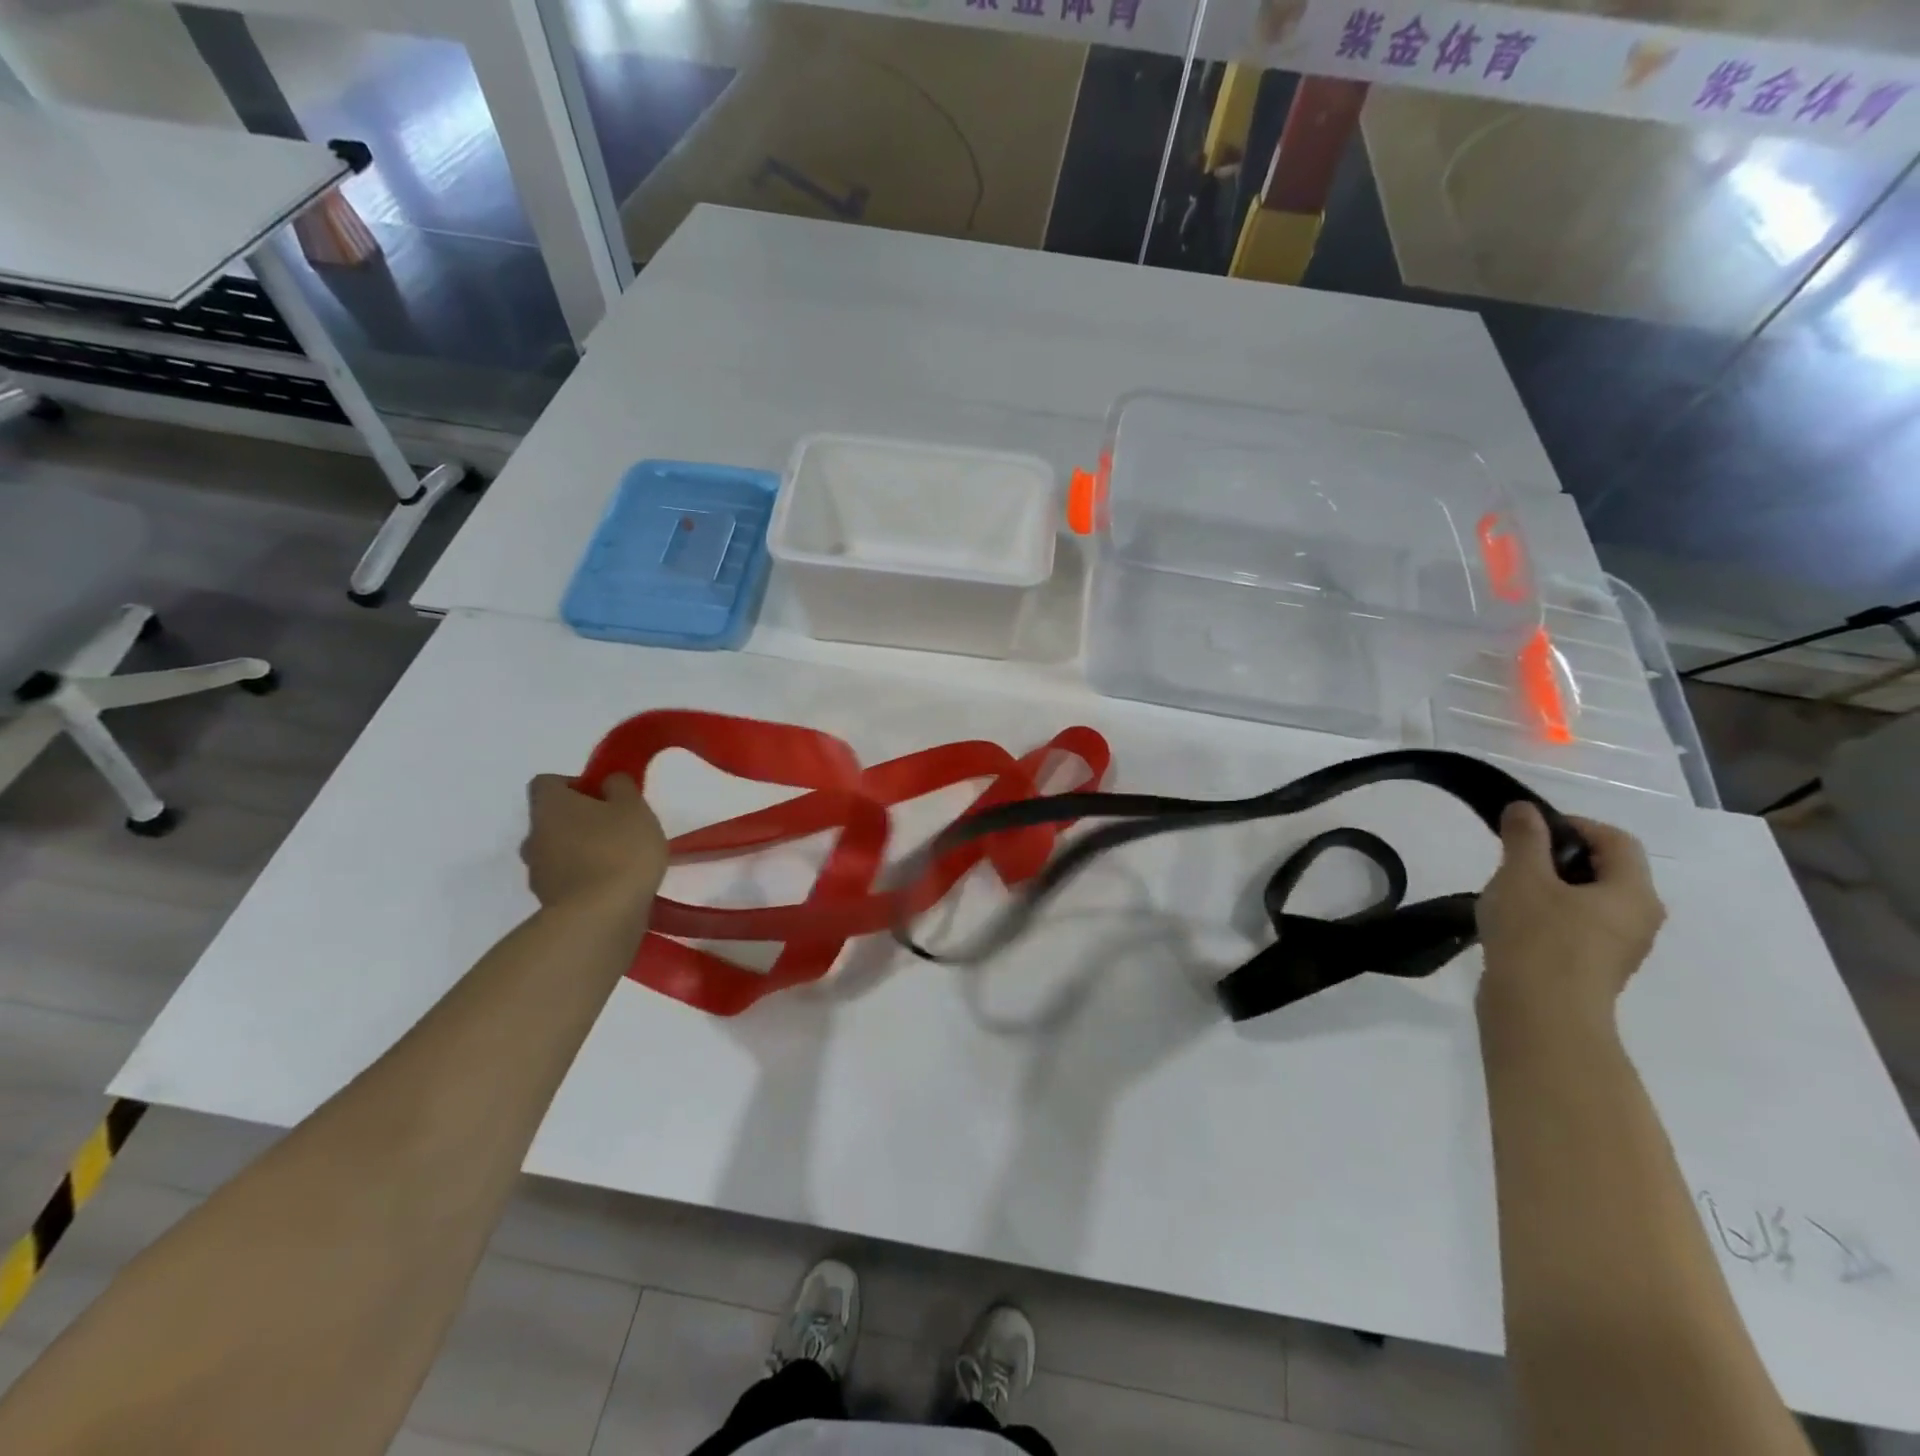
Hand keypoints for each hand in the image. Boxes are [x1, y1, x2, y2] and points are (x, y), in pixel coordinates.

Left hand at [521, 774, 667, 911]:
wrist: (601, 916)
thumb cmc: (619, 850)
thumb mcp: (633, 807)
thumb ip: (620, 787)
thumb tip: (607, 782)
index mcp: (550, 806)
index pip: (548, 782)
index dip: (575, 784)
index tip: (604, 796)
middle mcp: (534, 836)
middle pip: (552, 818)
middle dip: (580, 820)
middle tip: (616, 828)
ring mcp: (538, 872)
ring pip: (558, 850)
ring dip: (581, 850)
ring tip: (619, 860)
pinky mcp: (549, 902)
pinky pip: (567, 879)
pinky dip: (585, 878)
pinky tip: (614, 885)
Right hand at [1476, 803, 1664, 1018]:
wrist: (1540, 1015)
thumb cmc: (1537, 937)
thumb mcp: (1522, 876)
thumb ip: (1525, 838)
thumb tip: (1526, 810)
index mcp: (1633, 893)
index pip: (1616, 840)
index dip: (1574, 824)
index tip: (1528, 828)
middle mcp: (1639, 919)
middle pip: (1605, 871)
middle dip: (1558, 857)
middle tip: (1513, 860)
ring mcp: (1619, 950)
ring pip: (1589, 901)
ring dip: (1551, 888)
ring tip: (1507, 893)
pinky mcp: (1593, 970)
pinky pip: (1577, 928)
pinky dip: (1549, 917)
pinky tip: (1513, 924)